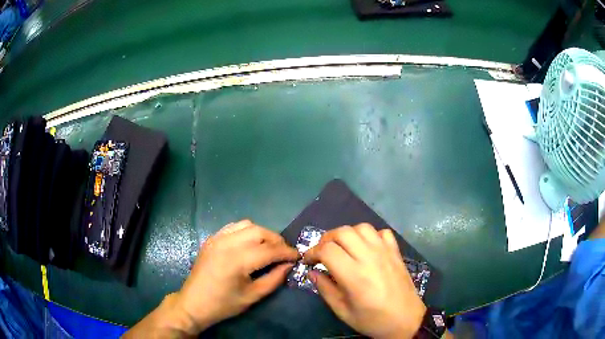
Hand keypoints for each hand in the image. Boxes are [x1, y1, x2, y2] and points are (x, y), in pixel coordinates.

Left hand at [125, 220, 298, 336]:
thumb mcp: (253, 296)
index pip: (270, 250)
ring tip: (269, 248)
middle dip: (277, 240)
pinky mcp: (211, 239)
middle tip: (285, 253)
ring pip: (247, 225)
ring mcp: (217, 238)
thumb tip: (289, 265)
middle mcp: (227, 243)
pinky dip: (247, 231)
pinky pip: (233, 227)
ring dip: (262, 234)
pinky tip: (250, 244)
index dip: (287, 252)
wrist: (194, 303)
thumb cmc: (224, 304)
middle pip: (260, 231)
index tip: (298, 256)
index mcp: (237, 260)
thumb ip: (274, 278)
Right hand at [304, 223, 425, 338]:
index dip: (312, 252)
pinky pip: (382, 233)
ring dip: (347, 234)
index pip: (327, 250)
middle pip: (343, 232)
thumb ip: (325, 290)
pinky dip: (370, 236)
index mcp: (354, 275)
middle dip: (326, 239)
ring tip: (343, 248)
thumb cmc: (373, 320)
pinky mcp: (396, 252)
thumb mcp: (343, 311)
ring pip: (362, 228)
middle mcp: (370, 257)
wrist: (406, 320)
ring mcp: (385, 252)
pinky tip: (367, 248)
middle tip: (322, 253)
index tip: (308, 261)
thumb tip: (312, 272)